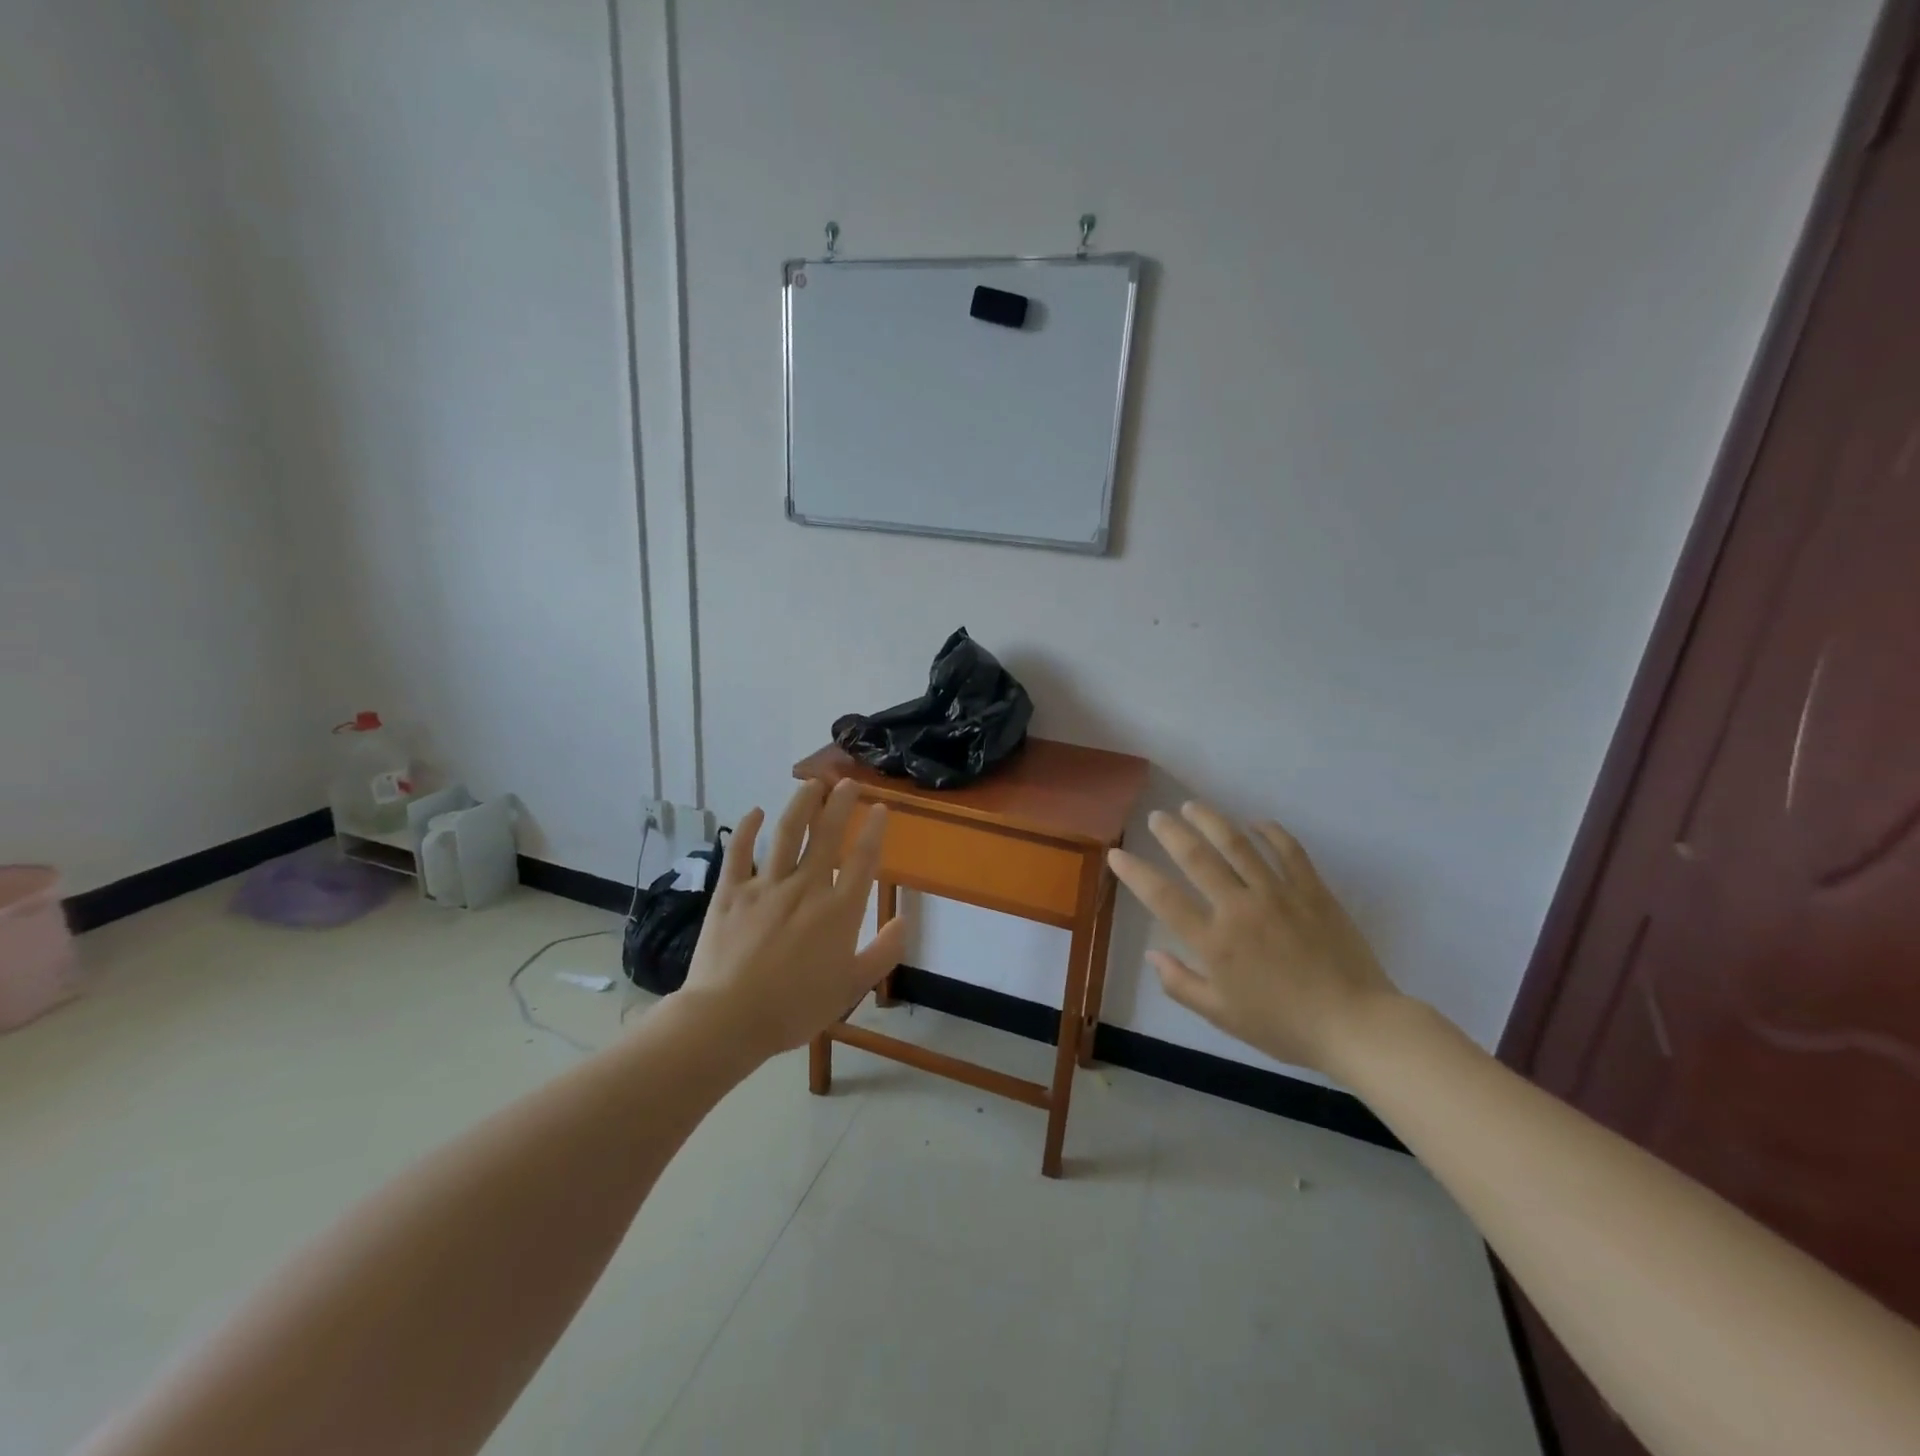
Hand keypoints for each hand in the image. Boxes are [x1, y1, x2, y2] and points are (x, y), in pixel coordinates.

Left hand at [674, 778, 907, 1058]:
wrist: (729, 1019)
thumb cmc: (795, 1008)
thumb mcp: (851, 987)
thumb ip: (882, 953)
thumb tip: (904, 920)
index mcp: (838, 910)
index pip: (862, 859)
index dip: (874, 829)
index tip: (880, 807)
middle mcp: (806, 887)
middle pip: (827, 834)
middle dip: (840, 803)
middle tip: (848, 782)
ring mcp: (766, 885)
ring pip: (787, 832)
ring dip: (801, 804)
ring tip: (811, 783)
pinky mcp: (731, 892)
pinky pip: (739, 852)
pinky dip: (747, 829)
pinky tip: (756, 811)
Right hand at [1108, 802, 1399, 1075]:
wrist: (1355, 1024)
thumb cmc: (1283, 1025)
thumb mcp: (1222, 1015)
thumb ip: (1181, 984)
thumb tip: (1152, 955)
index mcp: (1214, 941)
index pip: (1162, 897)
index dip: (1135, 872)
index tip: (1117, 854)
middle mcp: (1239, 908)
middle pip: (1197, 858)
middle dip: (1171, 832)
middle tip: (1157, 817)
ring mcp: (1277, 894)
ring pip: (1237, 844)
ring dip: (1211, 820)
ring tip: (1193, 806)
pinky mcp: (1311, 889)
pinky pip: (1287, 850)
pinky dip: (1270, 832)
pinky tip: (1256, 823)